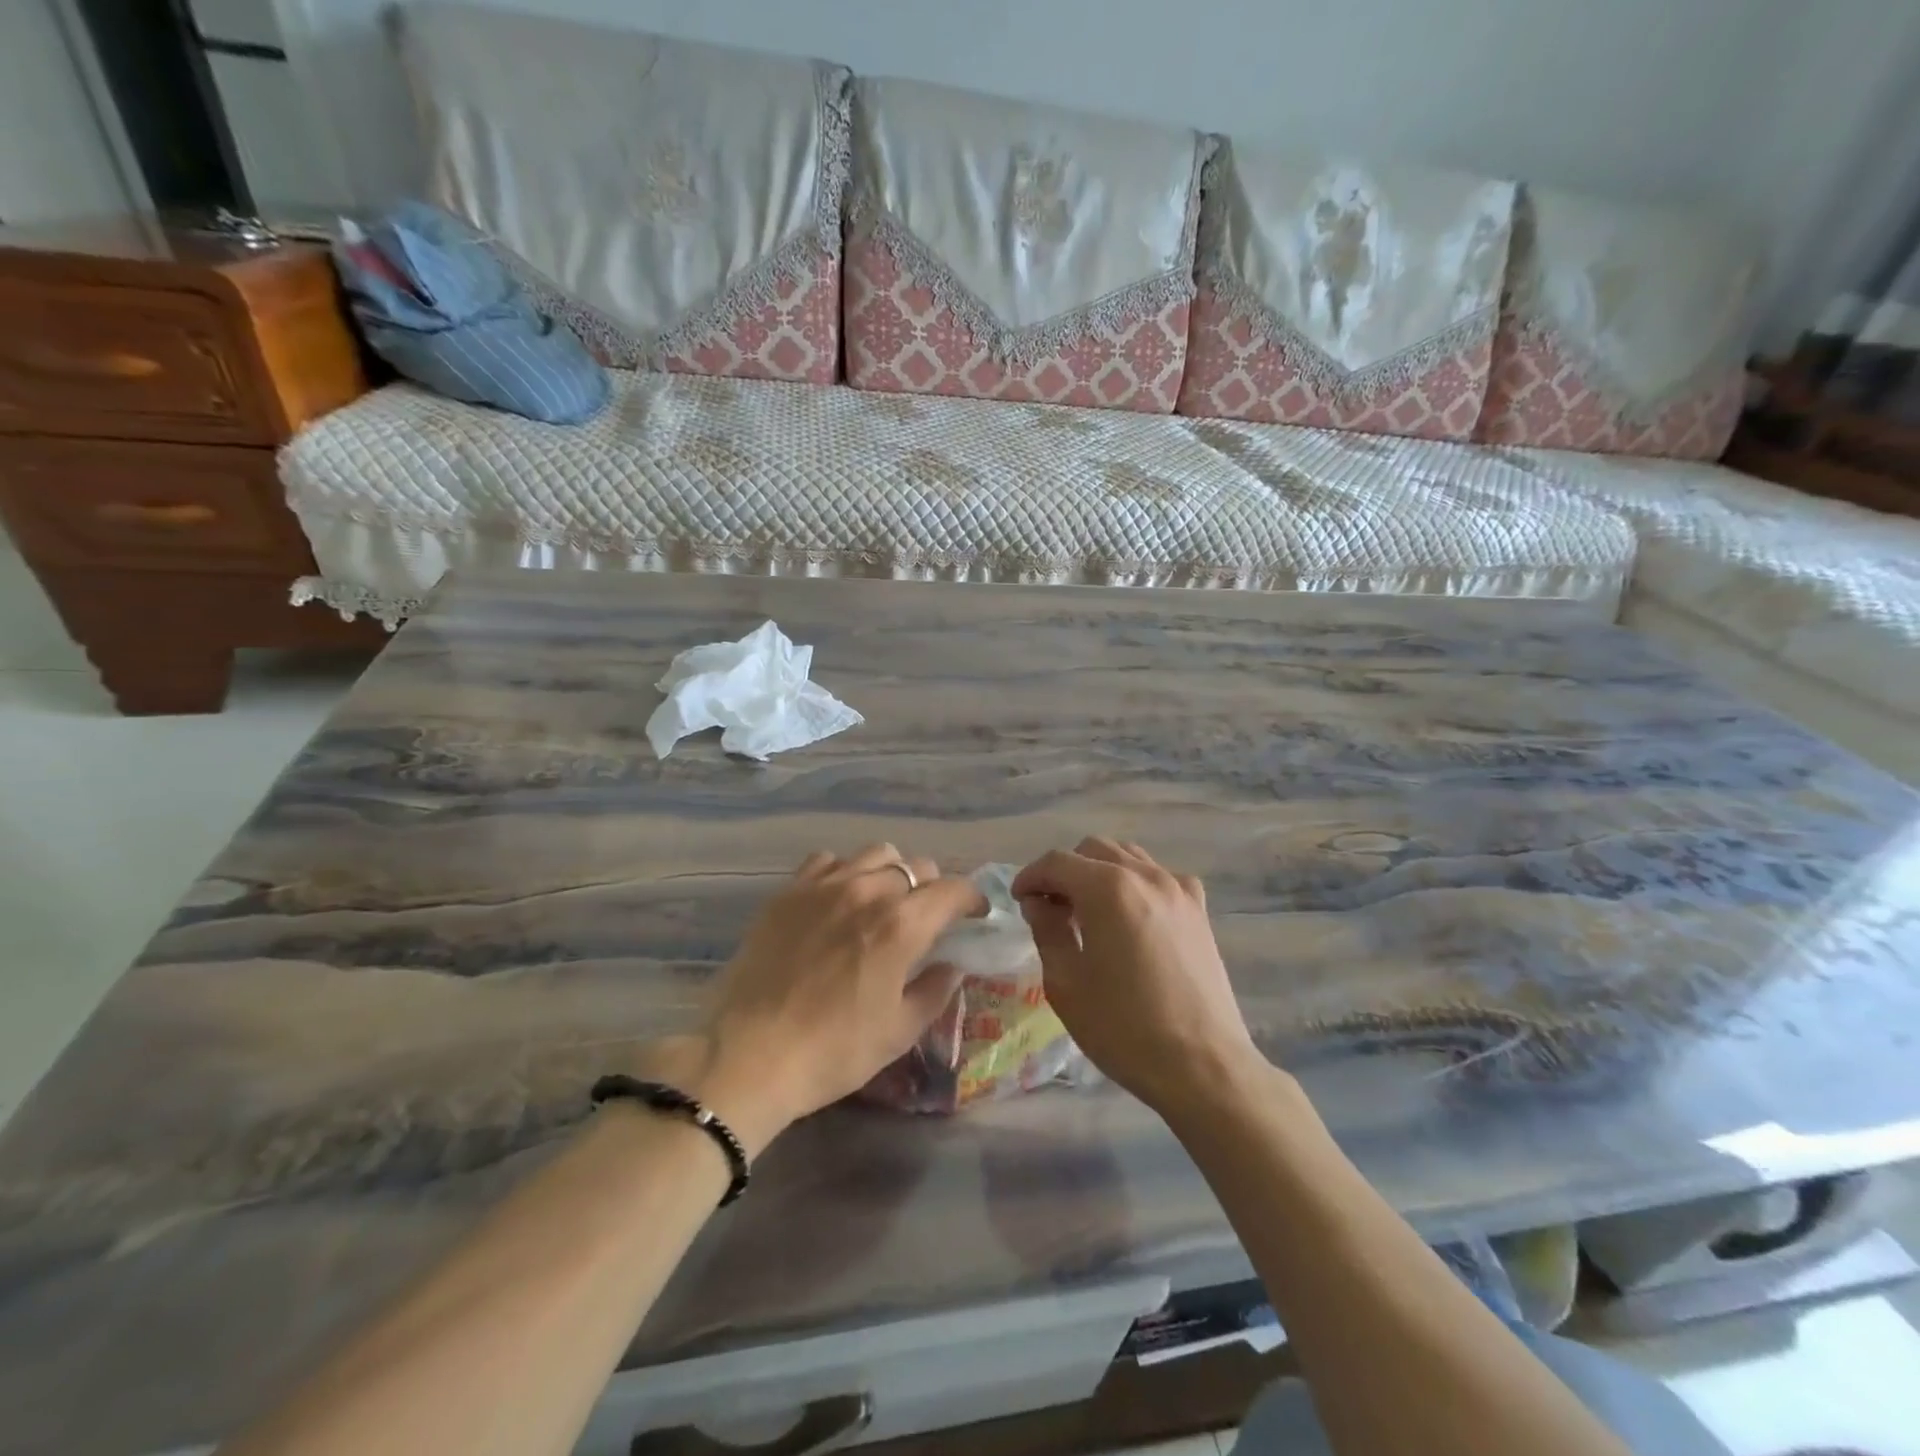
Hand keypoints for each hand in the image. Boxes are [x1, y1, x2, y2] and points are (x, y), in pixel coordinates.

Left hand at [683, 844, 984, 1153]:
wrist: (749, 1055)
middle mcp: (867, 891)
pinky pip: (827, 860)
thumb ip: (934, 991)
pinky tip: (839, 898)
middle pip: (916, 866)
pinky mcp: (788, 891)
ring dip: (891, 873)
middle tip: (927, 917)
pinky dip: (845, 871)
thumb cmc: (832, 1051)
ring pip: (875, 854)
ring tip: (883, 901)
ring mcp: (824, 885)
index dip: (971, 898)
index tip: (975, 913)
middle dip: (932, 888)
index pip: (952, 889)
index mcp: (901, 925)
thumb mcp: (898, 1032)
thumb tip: (952, 966)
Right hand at [1012, 838, 1262, 1116]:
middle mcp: (1145, 875)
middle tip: (1050, 908)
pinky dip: (1134, 884)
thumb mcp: (1066, 983)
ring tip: (1087, 912)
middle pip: (1093, 850)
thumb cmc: (1124, 1028)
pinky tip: (1129, 919)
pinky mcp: (1199, 910)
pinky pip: (1158, 877)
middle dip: (1065, 871)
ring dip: (1099, 873)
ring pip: (1127, 857)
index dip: (1031, 877)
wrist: (1203, 1066)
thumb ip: (1047, 931)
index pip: (1057, 862)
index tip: (1019, 901)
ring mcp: (1178, 889)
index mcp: (1108, 889)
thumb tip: (1040, 903)